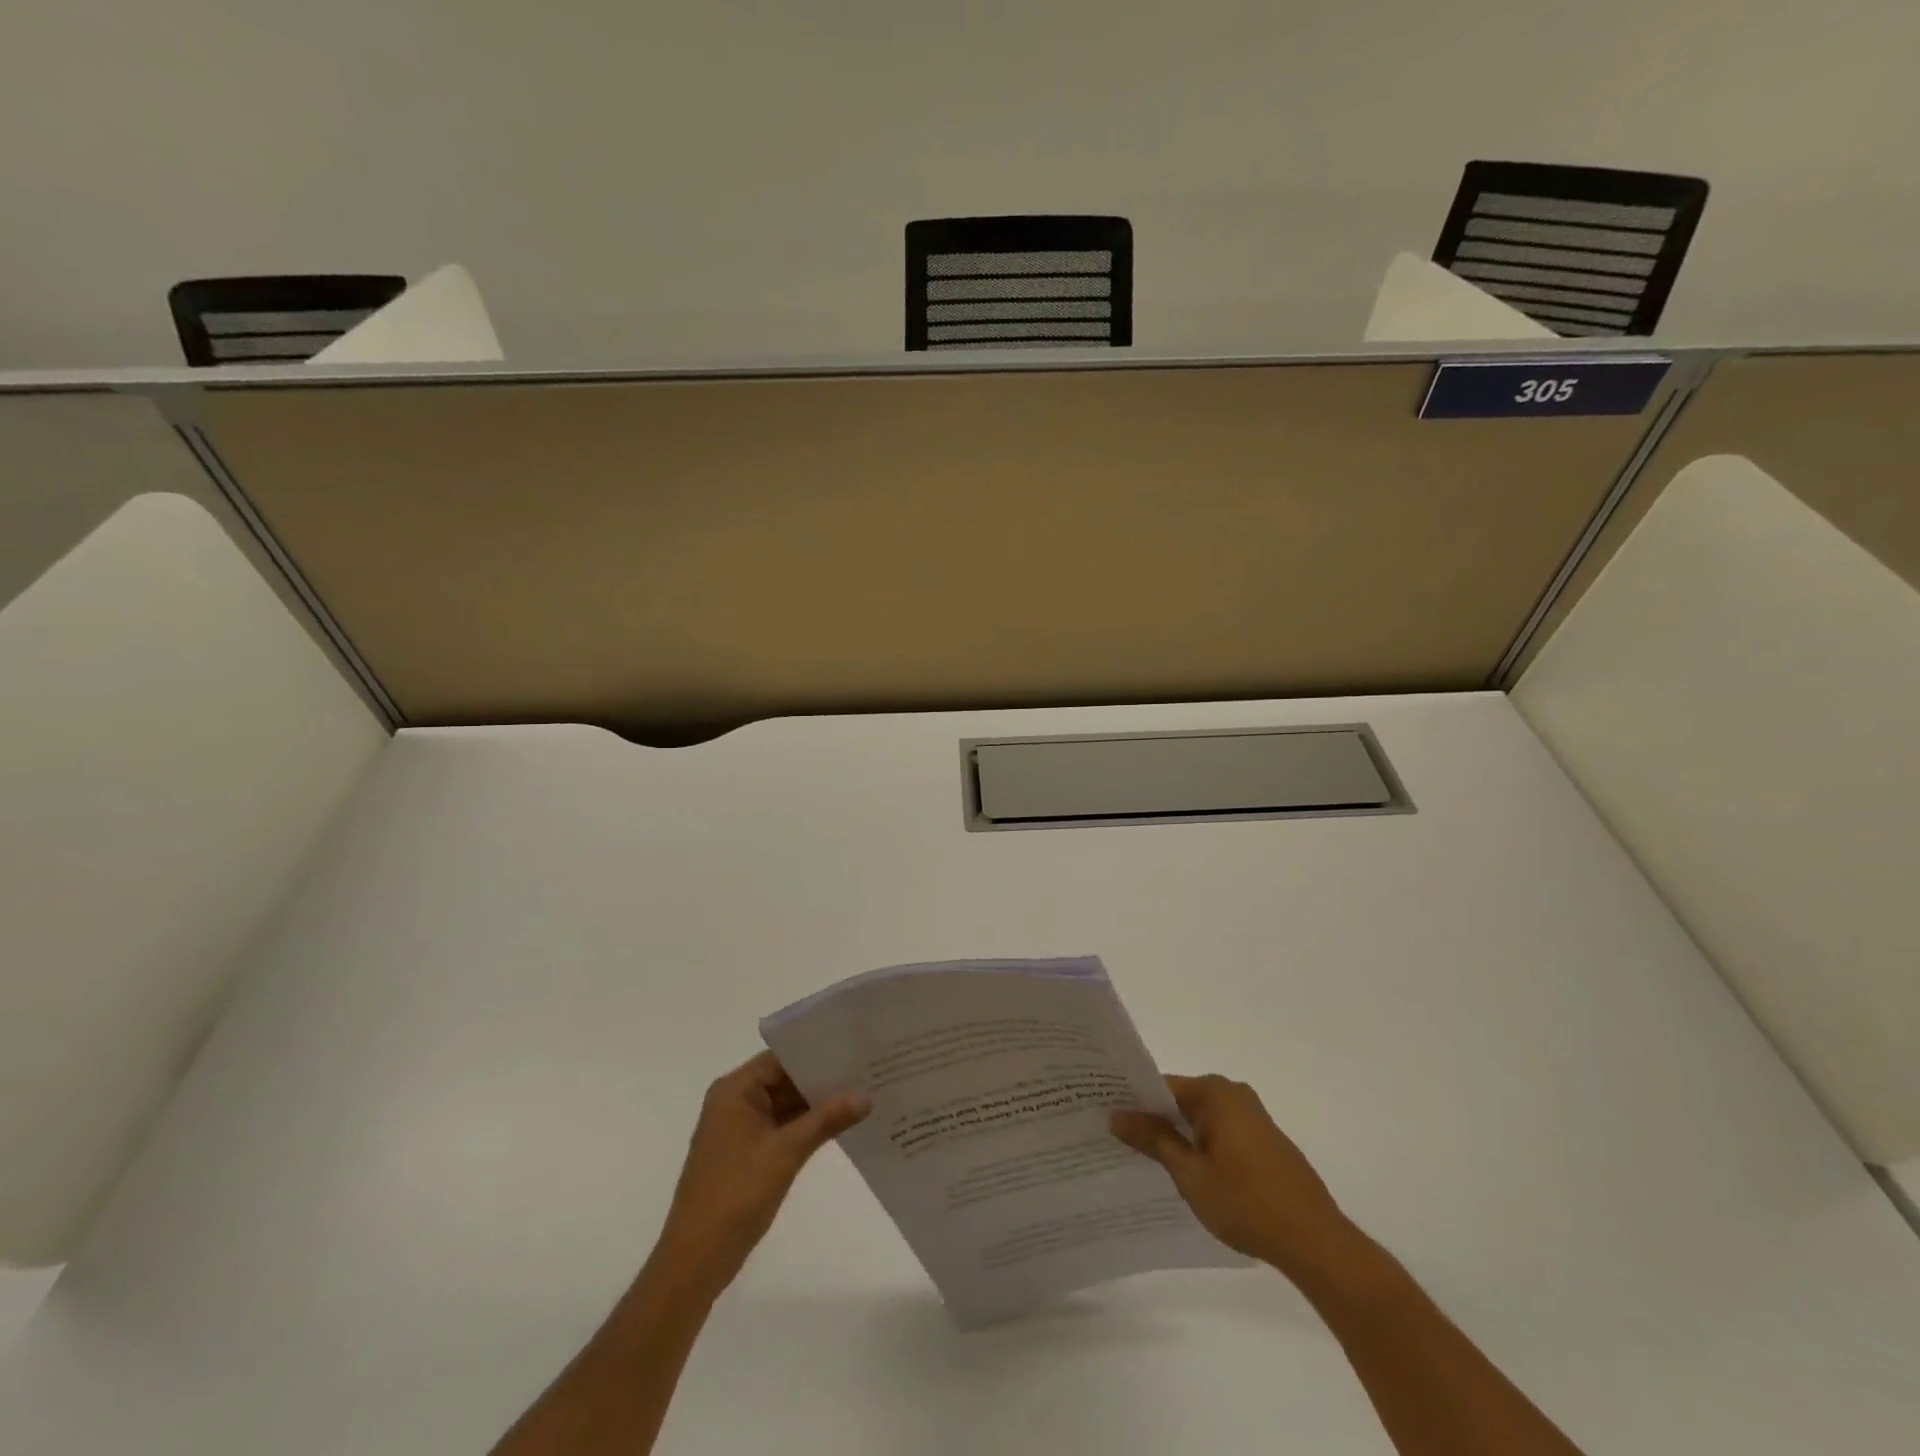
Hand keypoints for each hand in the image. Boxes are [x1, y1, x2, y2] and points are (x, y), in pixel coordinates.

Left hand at [653, 1051, 867, 1299]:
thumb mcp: (786, 1152)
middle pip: (785, 1078)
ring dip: (818, 1103)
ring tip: (864, 1090)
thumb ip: (826, 1120)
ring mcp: (742, 1128)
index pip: (782, 1057)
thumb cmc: (735, 1195)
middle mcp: (736, 1101)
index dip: (818, 1051)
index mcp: (735, 1090)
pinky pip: (784, 1126)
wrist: (696, 1261)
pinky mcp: (749, 1152)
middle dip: (823, 1078)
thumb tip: (867, 1096)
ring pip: (787, 1104)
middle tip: (868, 1068)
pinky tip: (841, 1123)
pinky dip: (808, 1125)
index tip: (855, 1047)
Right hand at [1112, 1073, 1353, 1277]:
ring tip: (1141, 1157)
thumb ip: (1154, 1139)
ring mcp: (1252, 1118)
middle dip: (1152, 1118)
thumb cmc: (1247, 1203)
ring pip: (1200, 1119)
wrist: (1316, 1242)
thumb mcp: (1190, 1173)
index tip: (1105, 1113)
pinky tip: (1183, 1172)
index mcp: (1215, 1092)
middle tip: (1115, 1137)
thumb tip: (1117, 1115)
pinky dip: (1199, 1146)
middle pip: (1181, 1100)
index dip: (1132, 1101)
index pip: (1160, 1086)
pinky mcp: (1264, 1142)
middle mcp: (1234, 1094)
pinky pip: (1219, 1133)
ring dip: (1176, 1135)